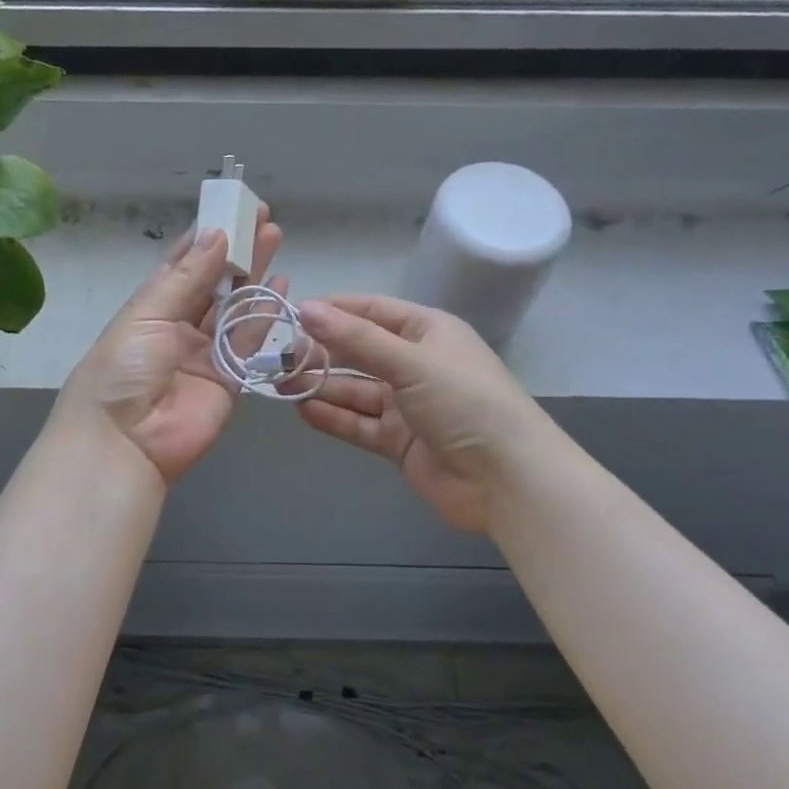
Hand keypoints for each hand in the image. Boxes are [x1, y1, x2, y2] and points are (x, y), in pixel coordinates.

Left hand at [56, 211, 285, 483]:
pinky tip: (281, 284)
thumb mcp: (148, 315)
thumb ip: (188, 277)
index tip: (231, 209)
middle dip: (236, 250)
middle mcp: (178, 326)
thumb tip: (216, 234)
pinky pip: (250, 341)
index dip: (206, 236)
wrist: (125, 443)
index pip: (181, 264)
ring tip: (274, 238)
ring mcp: (205, 352)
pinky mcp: (229, 378)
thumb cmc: (124, 369)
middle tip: (262, 218)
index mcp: (150, 307)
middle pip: (213, 282)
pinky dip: (265, 315)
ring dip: (254, 273)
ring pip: (235, 306)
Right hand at [296, 296, 548, 533]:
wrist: (508, 480)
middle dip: (321, 353)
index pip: (371, 311)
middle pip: (358, 352)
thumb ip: (356, 340)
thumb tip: (305, 308)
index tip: (291, 314)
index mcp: (427, 331)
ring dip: (321, 386)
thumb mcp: (411, 362)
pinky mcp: (399, 441)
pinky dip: (333, 417)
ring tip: (282, 385)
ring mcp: (407, 405)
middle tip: (280, 357)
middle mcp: (415, 363)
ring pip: (355, 390)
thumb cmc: (466, 403)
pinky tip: (304, 411)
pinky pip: (359, 423)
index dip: (333, 311)